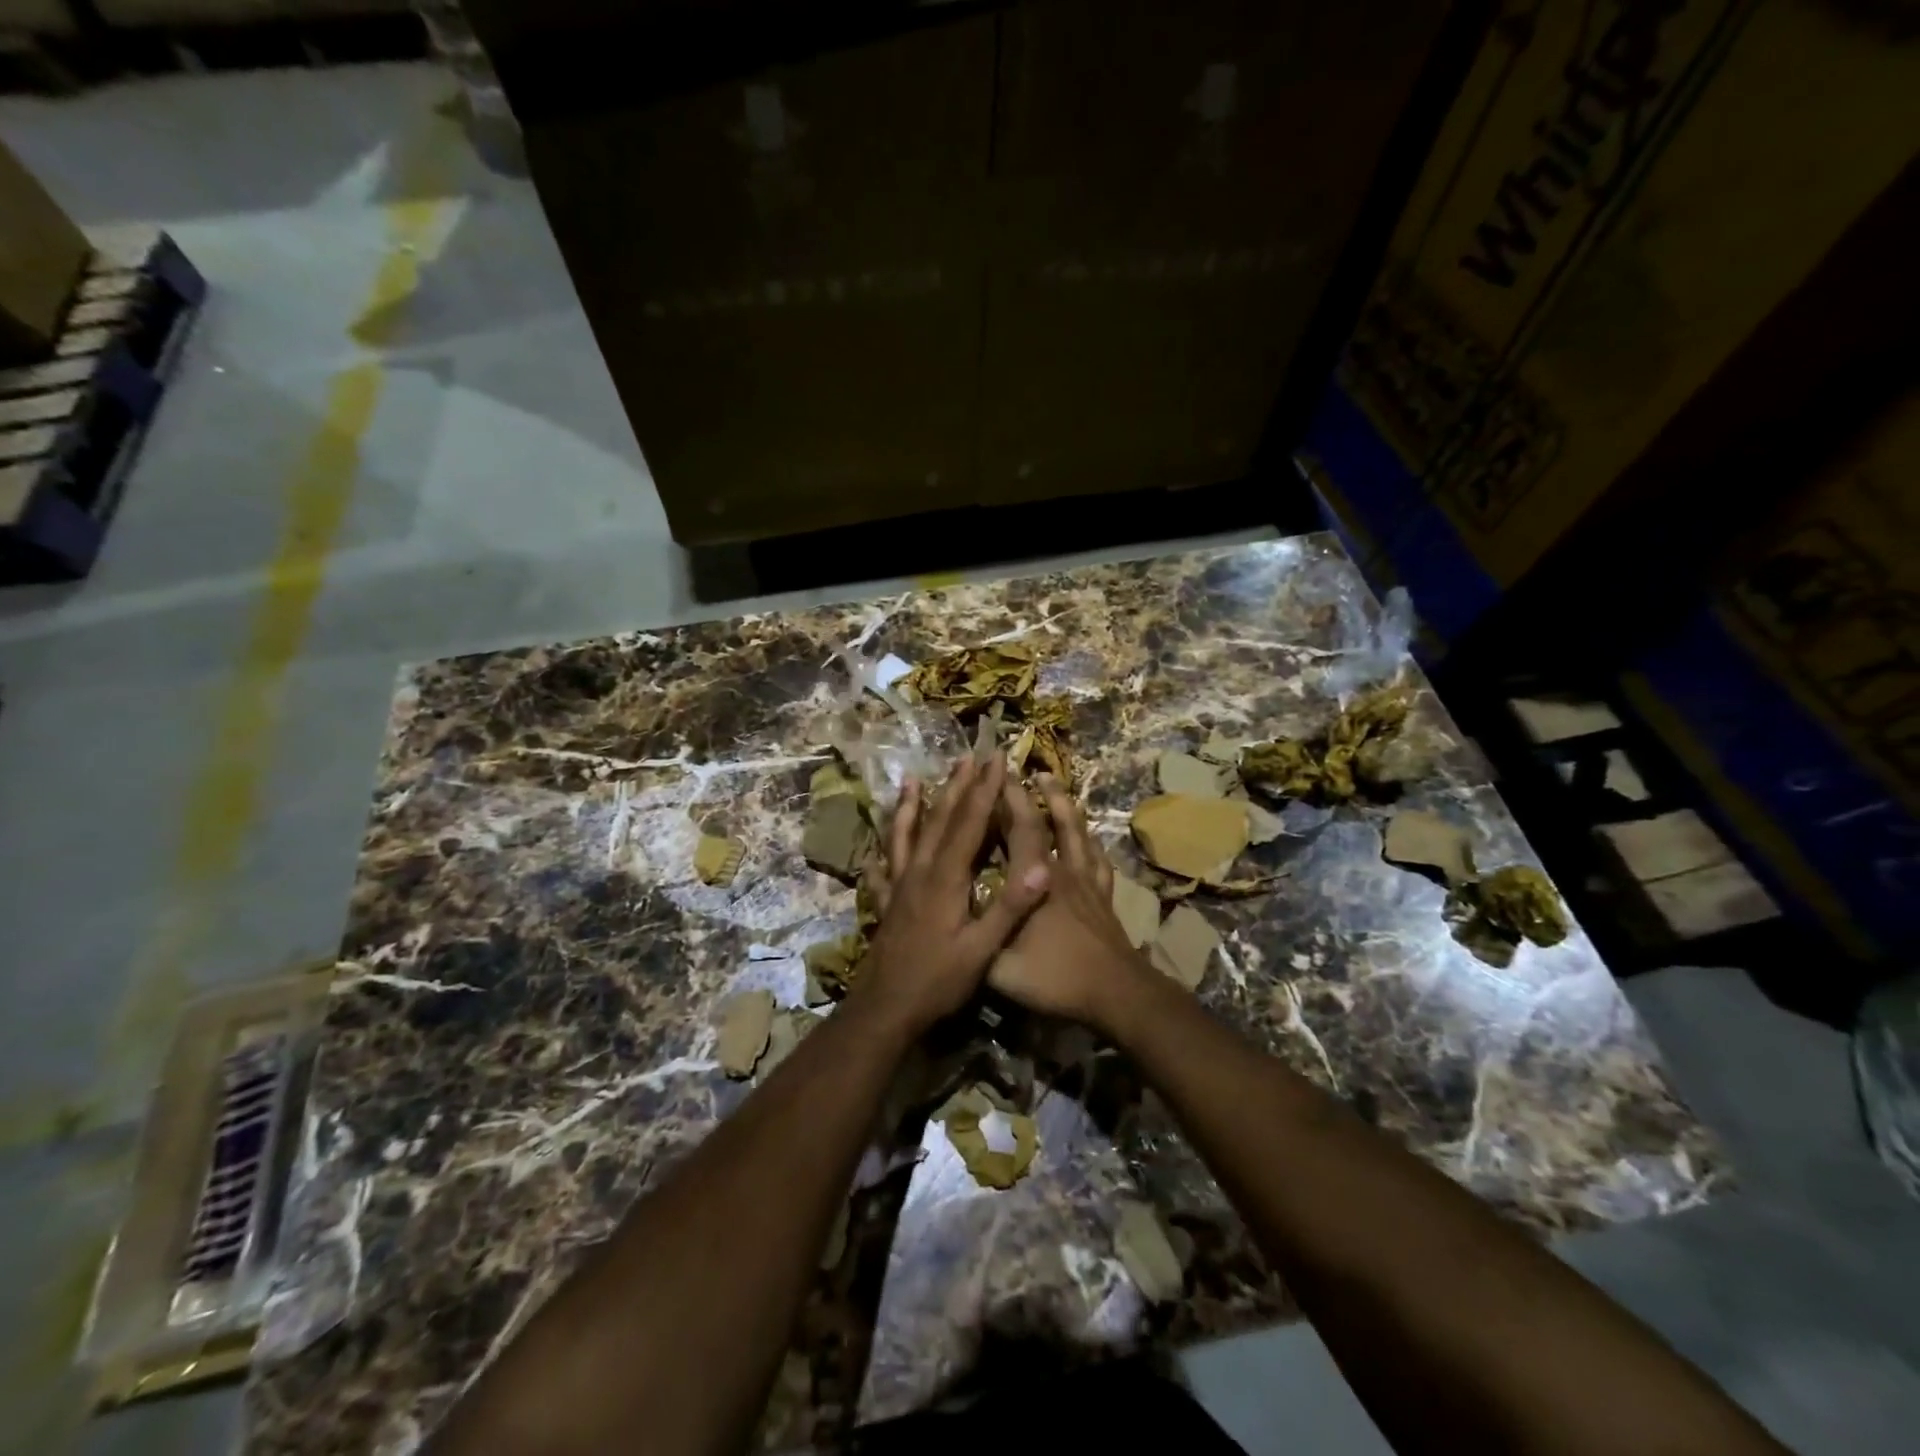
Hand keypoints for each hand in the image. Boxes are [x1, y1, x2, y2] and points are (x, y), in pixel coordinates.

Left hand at [857, 755, 1050, 1035]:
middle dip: (956, 787)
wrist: (885, 1009)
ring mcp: (899, 886)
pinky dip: (881, 852)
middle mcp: (920, 872)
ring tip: (911, 781)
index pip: (970, 823)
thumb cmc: (938, 981)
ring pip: (905, 836)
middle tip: (967, 758)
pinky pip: (882, 869)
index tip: (996, 760)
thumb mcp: (982, 950)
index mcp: (947, 878)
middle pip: (939, 820)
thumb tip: (1043, 867)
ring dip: (910, 806)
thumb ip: (1010, 907)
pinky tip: (875, 849)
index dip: (984, 790)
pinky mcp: (886, 903)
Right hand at [987, 774, 1150, 1029]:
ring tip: (1051, 781)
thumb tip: (948, 922)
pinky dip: (1091, 841)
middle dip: (1028, 794)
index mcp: (1035, 881)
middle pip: (1046, 822)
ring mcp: (1087, 882)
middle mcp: (1061, 871)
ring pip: (1076, 832)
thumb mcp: (1000, 968)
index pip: (1020, 830)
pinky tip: (1088, 836)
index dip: (1007, 800)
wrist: (1116, 994)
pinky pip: (1098, 860)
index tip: (994, 774)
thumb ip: (974, 942)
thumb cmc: (1056, 977)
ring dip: (1063, 803)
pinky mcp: (1104, 896)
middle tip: (1016, 769)